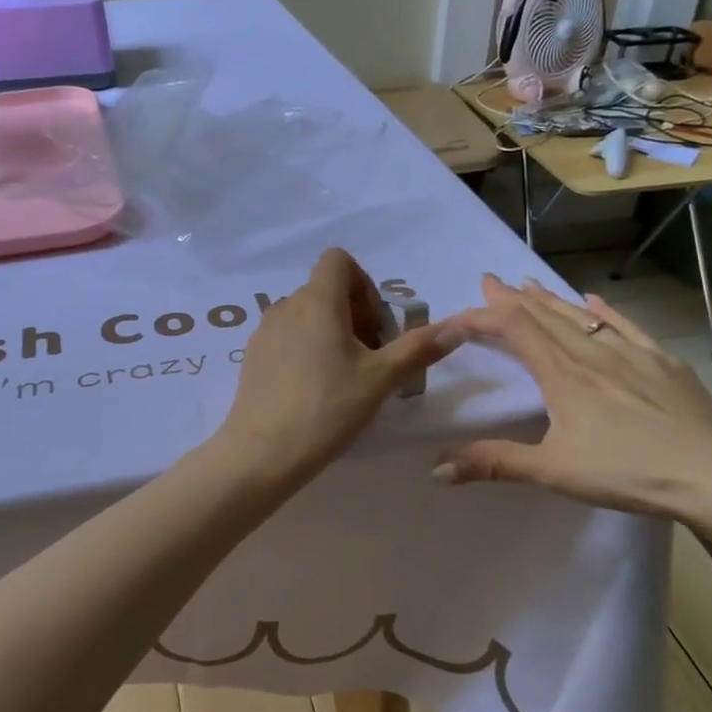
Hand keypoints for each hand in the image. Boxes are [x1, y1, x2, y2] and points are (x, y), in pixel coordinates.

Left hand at [220, 248, 453, 480]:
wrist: (264, 451)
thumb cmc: (328, 407)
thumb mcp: (381, 378)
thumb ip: (418, 348)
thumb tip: (459, 326)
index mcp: (317, 301)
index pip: (338, 261)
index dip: (364, 285)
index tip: (375, 326)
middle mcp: (286, 306)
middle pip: (325, 290)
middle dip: (354, 315)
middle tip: (370, 358)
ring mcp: (264, 331)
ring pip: (305, 315)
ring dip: (330, 332)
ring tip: (344, 376)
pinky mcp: (252, 356)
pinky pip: (286, 337)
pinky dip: (306, 348)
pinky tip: (314, 389)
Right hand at [435, 275, 711, 519]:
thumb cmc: (628, 471)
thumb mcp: (553, 472)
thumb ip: (494, 463)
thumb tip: (437, 468)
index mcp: (562, 375)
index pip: (514, 330)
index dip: (481, 318)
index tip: (456, 317)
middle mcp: (592, 353)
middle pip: (545, 315)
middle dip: (512, 298)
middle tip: (490, 280)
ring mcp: (632, 354)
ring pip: (581, 316)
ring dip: (550, 299)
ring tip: (528, 283)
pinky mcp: (663, 363)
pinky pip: (626, 326)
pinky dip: (604, 310)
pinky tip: (594, 299)